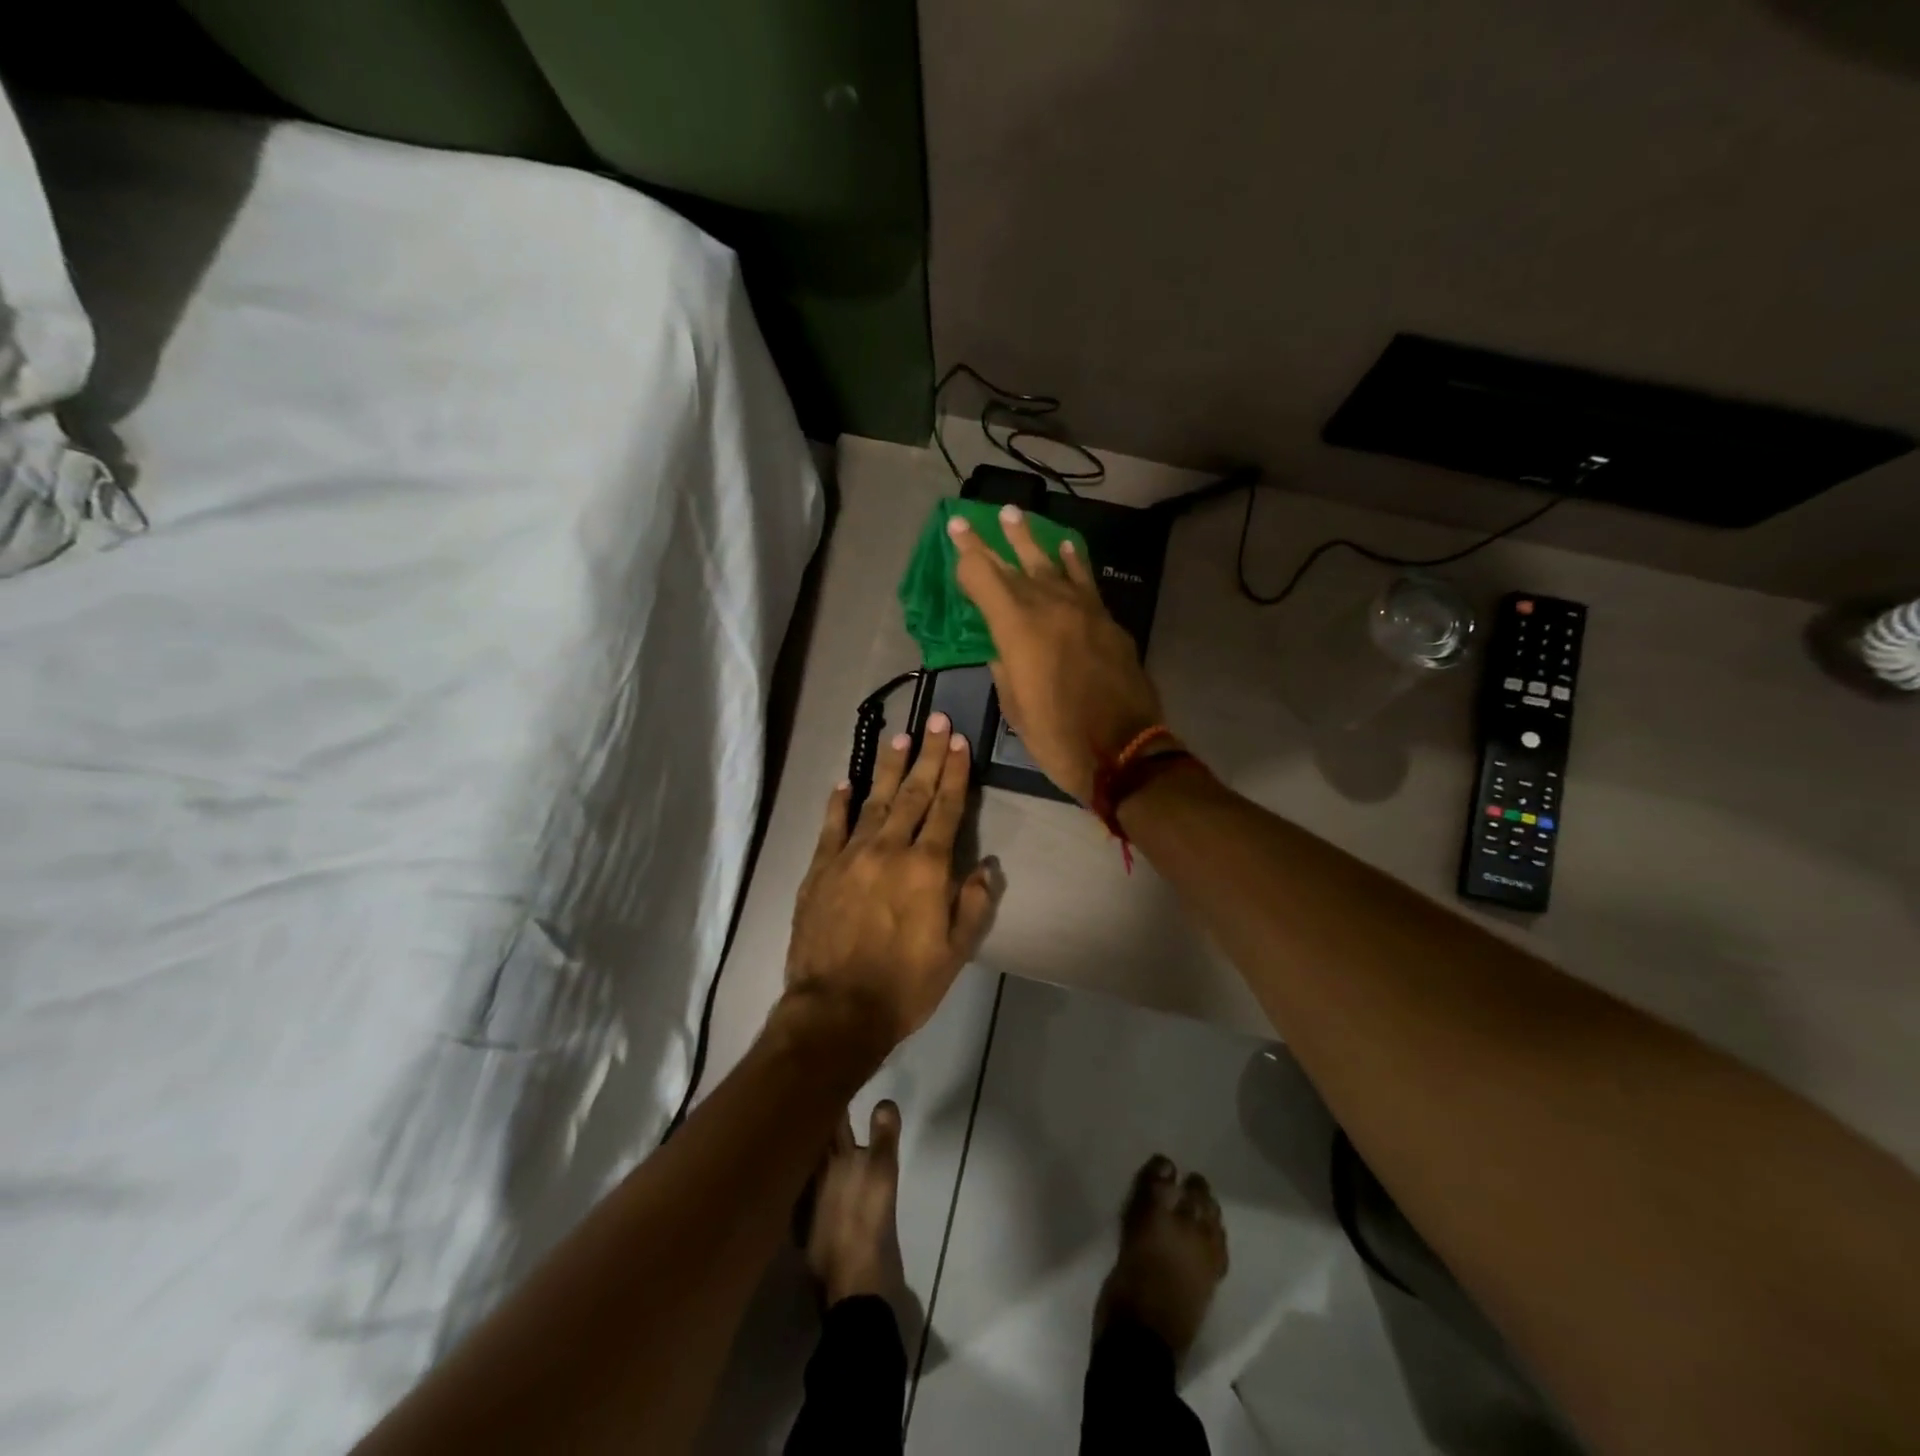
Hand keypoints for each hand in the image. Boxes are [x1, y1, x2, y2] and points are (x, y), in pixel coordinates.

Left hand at [784, 714, 1002, 1049]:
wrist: (836, 1010)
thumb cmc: (904, 986)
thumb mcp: (954, 953)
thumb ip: (971, 905)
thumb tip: (985, 866)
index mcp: (926, 868)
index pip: (946, 808)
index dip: (955, 773)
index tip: (959, 742)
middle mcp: (889, 850)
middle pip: (913, 793)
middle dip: (928, 755)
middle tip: (936, 721)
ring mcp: (850, 856)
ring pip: (874, 801)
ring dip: (890, 769)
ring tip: (901, 739)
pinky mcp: (819, 870)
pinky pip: (831, 827)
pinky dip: (839, 803)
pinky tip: (846, 784)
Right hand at [951, 505, 1163, 802]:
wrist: (1123, 753)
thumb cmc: (1058, 738)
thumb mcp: (1015, 708)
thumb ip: (1006, 668)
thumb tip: (1005, 648)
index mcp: (1017, 629)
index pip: (984, 577)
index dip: (967, 553)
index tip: (956, 530)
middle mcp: (1049, 607)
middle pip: (1015, 565)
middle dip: (991, 541)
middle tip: (977, 517)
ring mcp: (1084, 611)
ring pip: (1052, 565)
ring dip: (1031, 541)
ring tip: (1016, 516)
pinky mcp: (1108, 623)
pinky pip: (1086, 583)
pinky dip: (1073, 563)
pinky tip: (1066, 548)